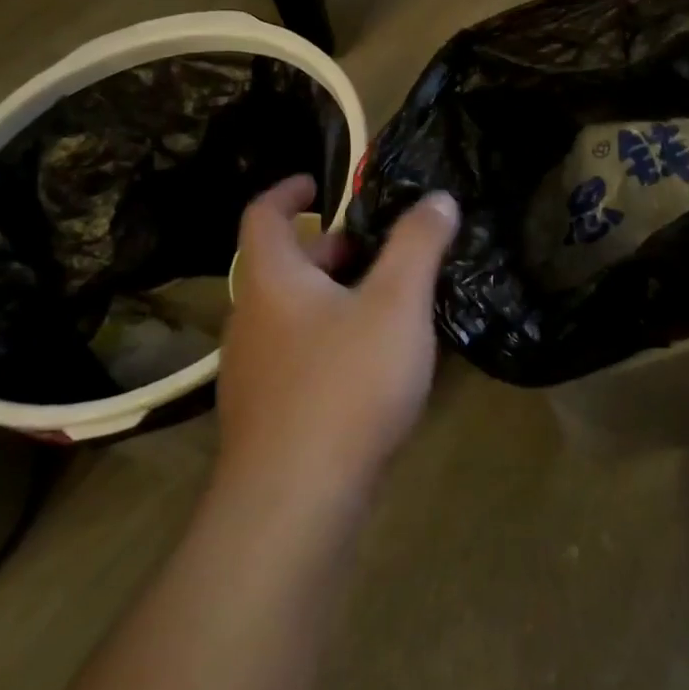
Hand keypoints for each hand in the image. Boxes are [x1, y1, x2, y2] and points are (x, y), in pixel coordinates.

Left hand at [218, 176, 458, 500]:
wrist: (293, 506)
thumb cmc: (345, 384)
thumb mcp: (397, 303)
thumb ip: (419, 244)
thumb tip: (438, 199)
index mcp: (272, 281)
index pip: (264, 215)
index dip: (289, 191)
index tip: (320, 183)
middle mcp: (250, 319)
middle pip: (282, 266)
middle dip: (329, 249)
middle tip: (377, 249)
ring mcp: (252, 372)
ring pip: (290, 314)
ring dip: (331, 297)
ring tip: (384, 304)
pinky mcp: (265, 416)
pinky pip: (296, 355)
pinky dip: (328, 339)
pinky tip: (369, 366)